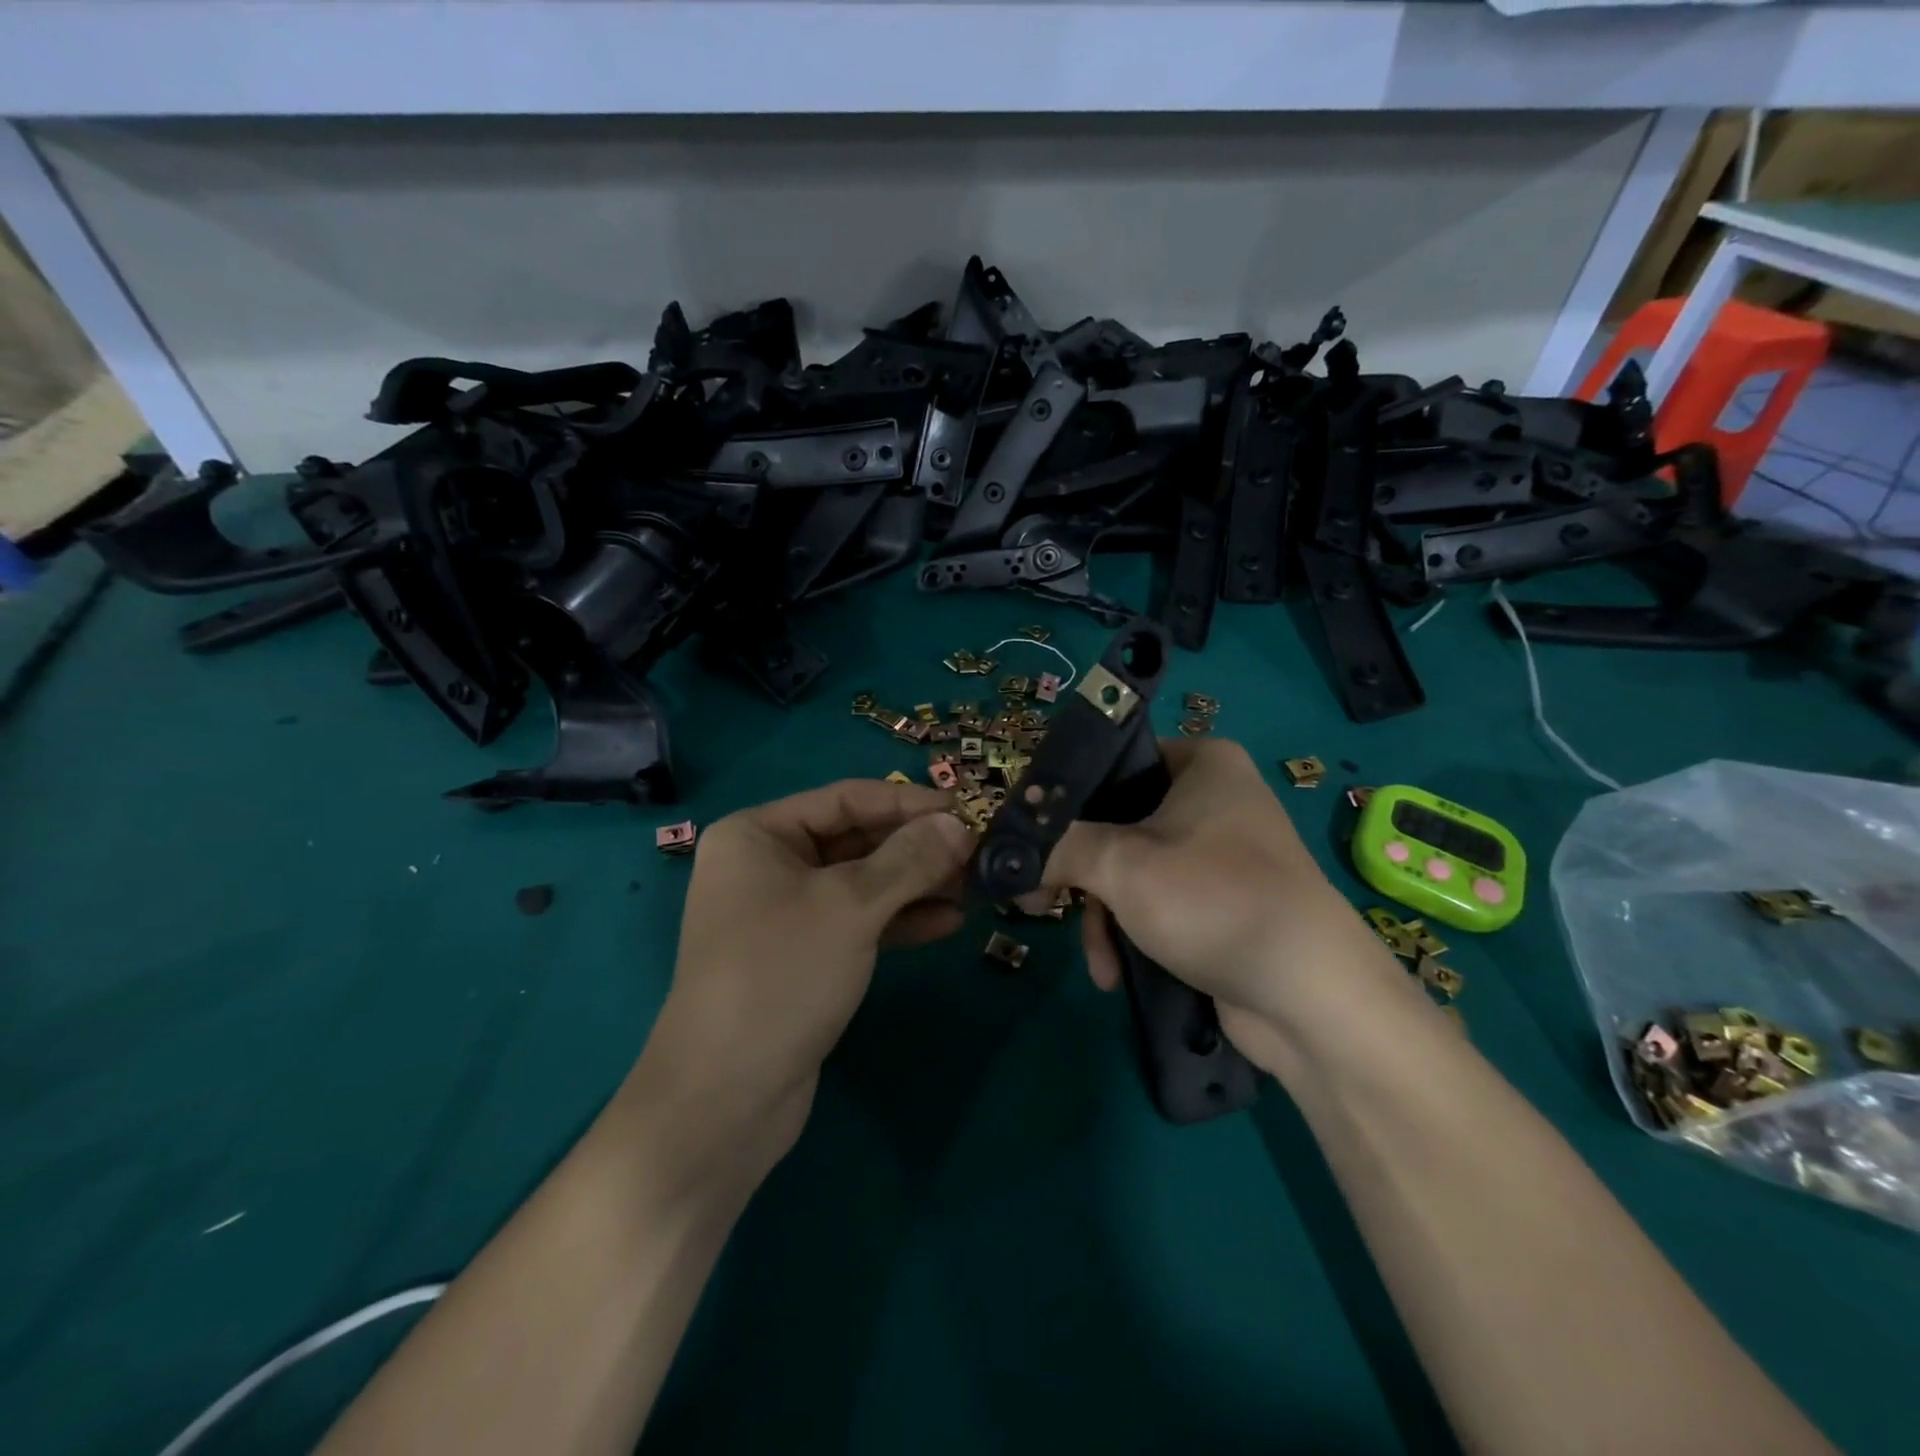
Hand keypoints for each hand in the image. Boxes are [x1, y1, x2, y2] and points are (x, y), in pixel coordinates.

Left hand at [632, 779, 975, 1182]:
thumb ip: (909, 859)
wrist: (726, 1098)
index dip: (909, 802)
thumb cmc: (782, 974)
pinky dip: (900, 920)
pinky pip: (858, 922)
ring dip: (916, 884)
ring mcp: (784, 914)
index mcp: (758, 834)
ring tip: (974, 887)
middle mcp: (768, 865)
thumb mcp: (850, 906)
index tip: (967, 811)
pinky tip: (948, 922)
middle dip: (917, 847)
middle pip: (856, 839)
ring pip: (862, 883)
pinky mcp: (804, 957)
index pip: (846, 798)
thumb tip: (959, 826)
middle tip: (978, 852)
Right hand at [1043, 738, 1398, 1071]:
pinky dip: (1132, 932)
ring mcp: (1219, 853)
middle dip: (1078, 872)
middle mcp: (1213, 798)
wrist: (1312, 996)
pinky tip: (1115, 973)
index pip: (1111, 762)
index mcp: (1200, 763)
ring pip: (1131, 868)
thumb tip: (1008, 851)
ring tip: (1092, 957)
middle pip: (1116, 821)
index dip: (1063, 799)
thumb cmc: (1212, 900)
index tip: (1026, 838)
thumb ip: (1058, 845)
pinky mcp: (1221, 903)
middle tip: (1035, 900)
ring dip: (1102, 914)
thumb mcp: (1121, 864)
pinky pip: (1157, 902)